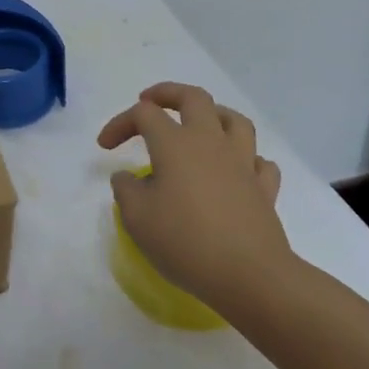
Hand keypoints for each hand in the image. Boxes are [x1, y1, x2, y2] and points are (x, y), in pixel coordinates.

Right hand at [97, 82, 293, 313]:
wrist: (249, 275)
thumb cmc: (185, 241)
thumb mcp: (137, 218)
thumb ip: (126, 190)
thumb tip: (129, 178)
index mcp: (176, 144)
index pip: (144, 115)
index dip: (120, 123)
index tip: (105, 147)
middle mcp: (211, 143)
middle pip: (194, 98)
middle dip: (168, 93)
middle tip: (150, 101)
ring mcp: (242, 163)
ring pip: (234, 120)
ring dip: (213, 115)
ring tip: (198, 125)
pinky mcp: (263, 189)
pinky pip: (258, 161)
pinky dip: (245, 158)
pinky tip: (235, 169)